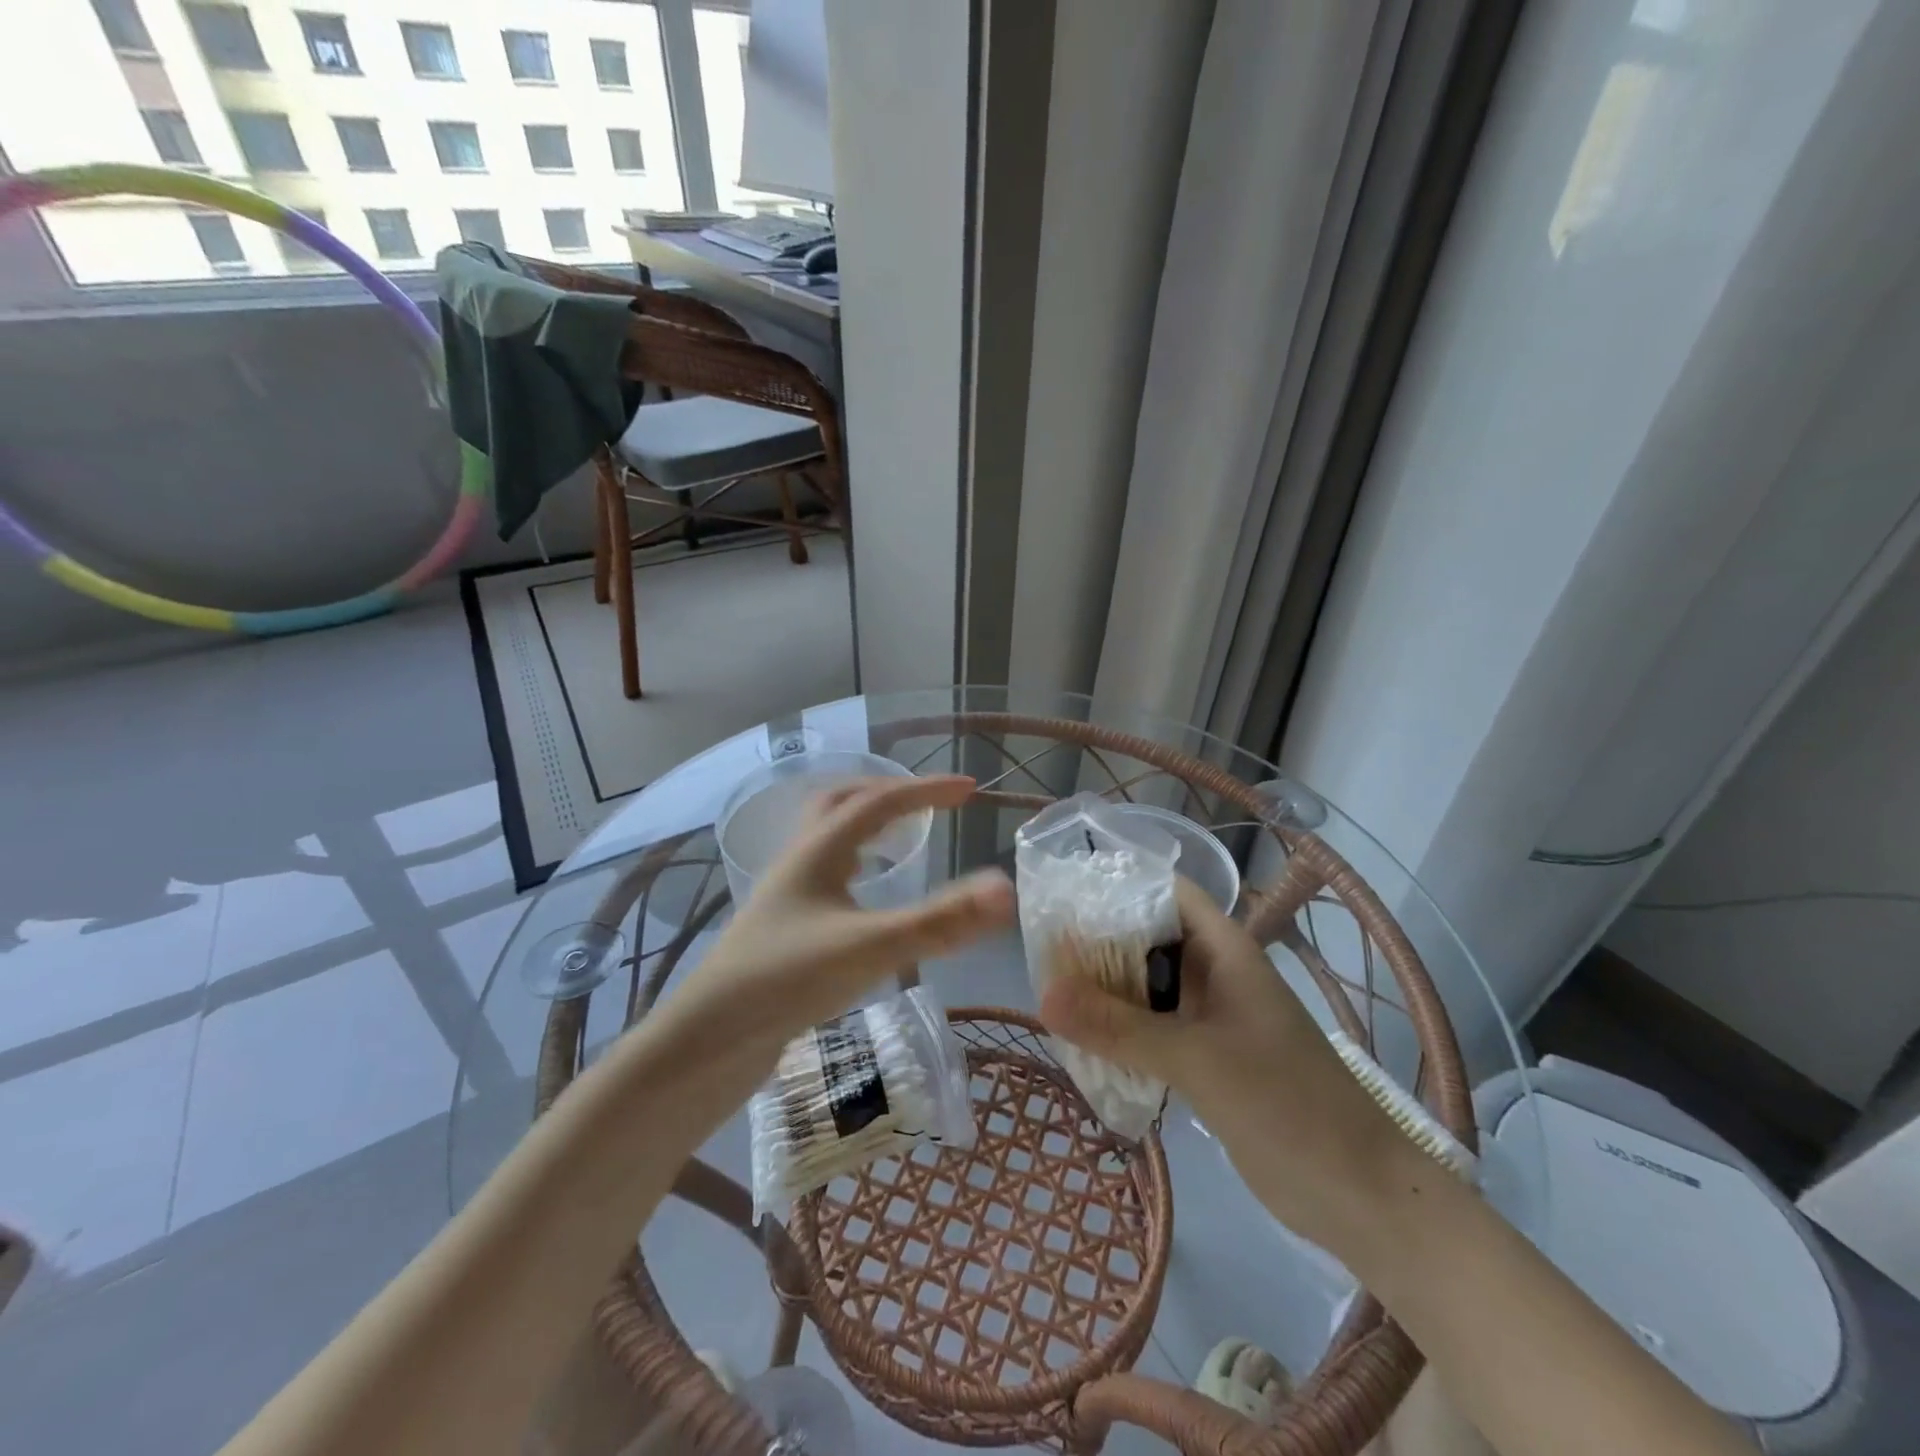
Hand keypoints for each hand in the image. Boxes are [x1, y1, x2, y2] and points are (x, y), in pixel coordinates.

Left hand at [670, 774, 1015, 1058]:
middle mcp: (799, 861)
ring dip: (867, 828)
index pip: (879, 802)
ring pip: (829, 840)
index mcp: (818, 850)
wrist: (709, 1040)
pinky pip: (825, 876)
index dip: (926, 791)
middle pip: (842, 804)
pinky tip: (866, 899)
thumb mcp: (870, 948)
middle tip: (929, 805)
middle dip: (889, 795)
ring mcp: (788, 895)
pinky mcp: (785, 928)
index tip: (970, 790)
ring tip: (901, 841)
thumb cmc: (787, 981)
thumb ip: (939, 921)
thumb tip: (1004, 889)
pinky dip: (855, 867)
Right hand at [1038, 878, 1409, 1242]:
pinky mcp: (1207, 1059)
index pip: (1167, 893)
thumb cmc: (1286, 1105)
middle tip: (1041, 949)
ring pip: (1148, 988)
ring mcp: (1212, 1019)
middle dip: (1099, 941)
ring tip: (1049, 990)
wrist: (1359, 1195)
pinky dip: (1121, 1030)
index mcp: (1225, 951)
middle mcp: (1216, 975)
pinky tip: (1082, 1040)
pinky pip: (1153, 1030)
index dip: (1119, 884)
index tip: (1064, 893)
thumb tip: (1041, 995)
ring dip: (1106, 990)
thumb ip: (1118, 1027)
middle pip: (1149, 939)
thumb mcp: (1196, 1059)